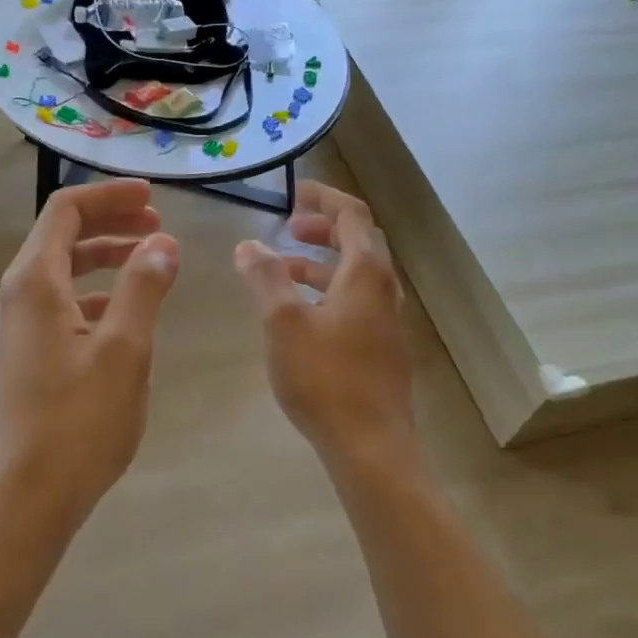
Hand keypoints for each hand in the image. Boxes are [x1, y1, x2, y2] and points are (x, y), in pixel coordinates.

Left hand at [0, 179, 178, 544]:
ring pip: (62, 271)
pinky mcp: (24, 356)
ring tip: (152, 264)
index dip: (110, 196)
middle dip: (112, 223)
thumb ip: (144, 287)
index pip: (66, 210)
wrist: (24, 502)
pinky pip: (60, 304)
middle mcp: (16, 296)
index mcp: (34, 283)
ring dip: (106, 258)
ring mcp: (16, 328)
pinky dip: (96, 294)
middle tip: (160, 228)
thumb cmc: (77, 423)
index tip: (154, 200)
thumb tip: (164, 243)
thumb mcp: (125, 350)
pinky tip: (126, 315)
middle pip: (62, 236)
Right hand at [234, 181, 419, 474]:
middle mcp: (384, 290)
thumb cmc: (324, 377)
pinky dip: (329, 291)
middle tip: (290, 227)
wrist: (370, 446)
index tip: (296, 192)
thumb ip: (266, 277)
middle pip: (360, 243)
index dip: (325, 198)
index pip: (353, 216)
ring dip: (323, 263)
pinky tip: (302, 314)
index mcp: (366, 274)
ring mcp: (387, 322)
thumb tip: (249, 245)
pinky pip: (356, 303)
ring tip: (285, 268)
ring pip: (356, 276)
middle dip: (324, 229)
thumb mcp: (283, 321)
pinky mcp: (382, 349)